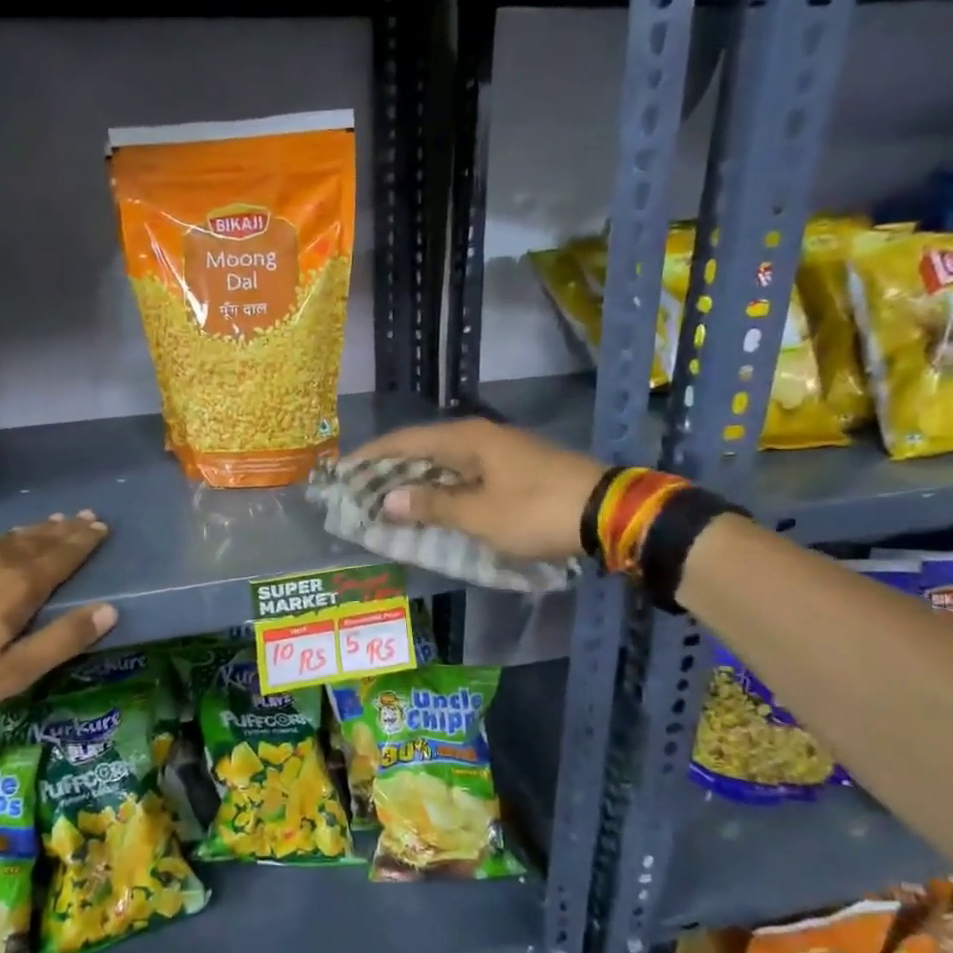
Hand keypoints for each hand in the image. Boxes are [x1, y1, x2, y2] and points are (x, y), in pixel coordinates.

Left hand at [0, 512, 117, 716]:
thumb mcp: (14, 671)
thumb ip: (63, 639)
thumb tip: (110, 610)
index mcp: (20, 585)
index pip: (63, 555)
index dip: (84, 541)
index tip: (103, 527)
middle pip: (39, 539)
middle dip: (65, 529)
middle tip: (86, 516)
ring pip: (10, 537)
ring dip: (37, 529)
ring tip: (53, 522)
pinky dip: (5, 538)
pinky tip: (1, 541)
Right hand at [349, 420, 606, 560]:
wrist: (609, 513)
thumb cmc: (536, 511)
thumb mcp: (479, 515)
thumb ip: (431, 505)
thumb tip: (387, 499)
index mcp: (467, 439)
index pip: (406, 441)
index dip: (372, 455)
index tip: (343, 470)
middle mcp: (480, 437)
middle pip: (423, 449)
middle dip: (390, 470)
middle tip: (360, 491)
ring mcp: (501, 452)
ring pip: (445, 464)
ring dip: (416, 482)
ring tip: (387, 501)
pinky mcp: (516, 470)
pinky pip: (465, 475)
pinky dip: (442, 490)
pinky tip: (432, 506)